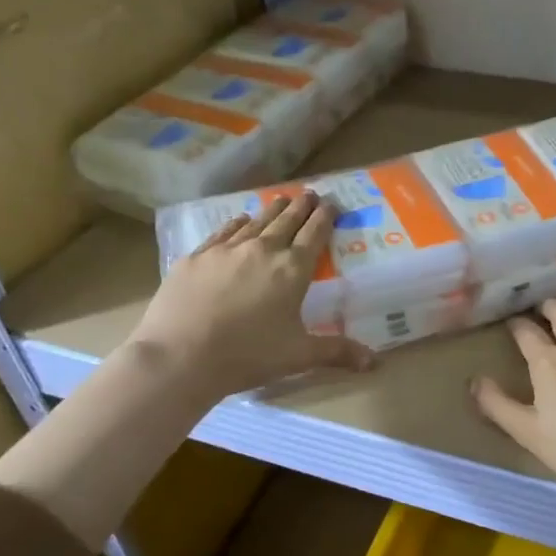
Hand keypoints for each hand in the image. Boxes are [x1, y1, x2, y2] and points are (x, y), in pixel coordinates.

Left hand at [130, 190, 372, 397]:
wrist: (180, 356)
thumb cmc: (248, 356)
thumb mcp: (298, 356)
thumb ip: (337, 352)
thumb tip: (375, 363)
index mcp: (292, 271)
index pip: (314, 235)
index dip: (325, 218)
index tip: (332, 203)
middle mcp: (262, 251)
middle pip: (286, 221)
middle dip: (301, 206)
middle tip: (310, 193)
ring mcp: (226, 250)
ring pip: (255, 222)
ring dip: (271, 210)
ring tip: (280, 200)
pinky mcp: (196, 257)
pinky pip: (222, 232)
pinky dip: (236, 224)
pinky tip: (239, 220)